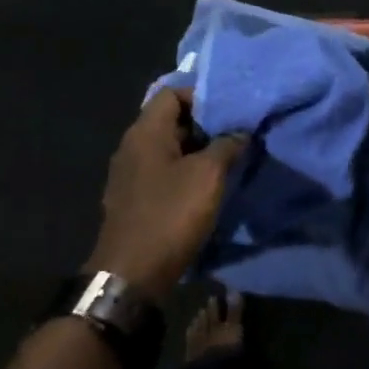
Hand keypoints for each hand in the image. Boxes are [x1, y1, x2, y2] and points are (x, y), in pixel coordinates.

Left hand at [87, 87, 247, 297]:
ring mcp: (128, 174)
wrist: (131, 275)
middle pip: (170, 120)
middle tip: (234, 137)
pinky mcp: (132, 199)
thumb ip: (227, 145)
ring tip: (226, 163)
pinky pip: (161, 173)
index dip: (202, 96)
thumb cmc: (170, 215)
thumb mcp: (208, 176)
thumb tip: (240, 132)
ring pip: (167, 149)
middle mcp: (132, 146)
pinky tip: (204, 190)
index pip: (172, 92)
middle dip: (204, 126)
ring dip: (196, 152)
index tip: (229, 113)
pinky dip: (183, 174)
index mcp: (145, 131)